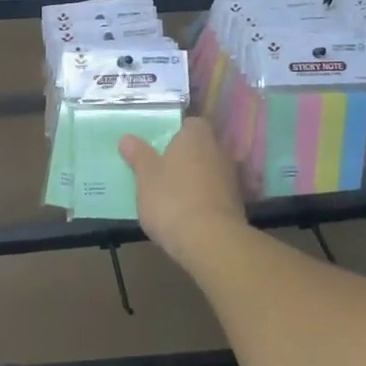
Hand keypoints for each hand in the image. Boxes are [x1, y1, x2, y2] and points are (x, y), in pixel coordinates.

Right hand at [120, 117, 247, 267]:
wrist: (209, 241)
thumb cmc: (171, 199)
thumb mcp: (145, 176)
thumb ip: (138, 155)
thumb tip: (127, 138)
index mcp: (196, 136)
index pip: (191, 124)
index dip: (177, 133)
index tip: (161, 146)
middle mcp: (219, 151)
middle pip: (202, 146)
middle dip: (186, 156)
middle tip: (163, 169)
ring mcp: (232, 178)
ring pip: (211, 170)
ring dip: (197, 178)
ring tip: (174, 194)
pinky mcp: (238, 203)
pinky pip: (217, 192)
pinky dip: (205, 198)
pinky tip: (189, 212)